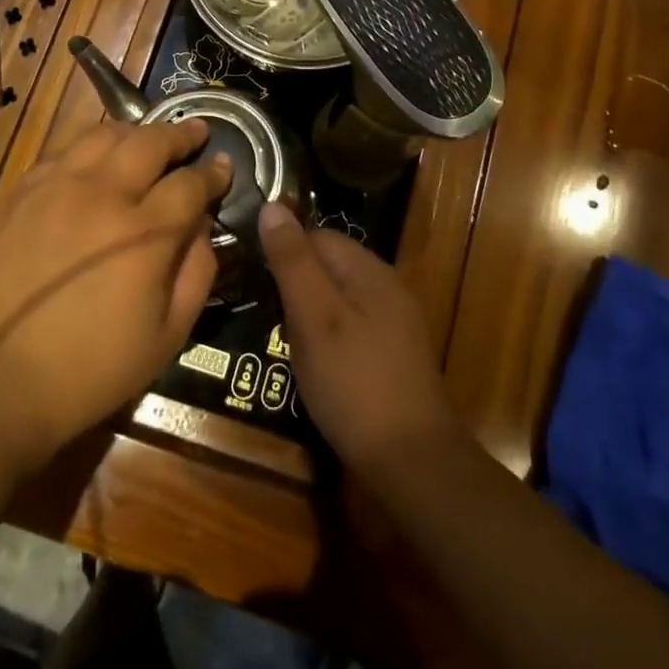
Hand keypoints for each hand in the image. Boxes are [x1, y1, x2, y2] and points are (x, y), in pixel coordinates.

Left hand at [0, 119, 230, 472]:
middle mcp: (103, 195)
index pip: (191, 184)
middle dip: (181, 134)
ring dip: (135, 132)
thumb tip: (202, 225)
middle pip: (150, 142)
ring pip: (104, 134)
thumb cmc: (90, 369)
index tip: (224, 166)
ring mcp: (56, 187)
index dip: (213, 173)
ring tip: (147, 139)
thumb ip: (197, 272)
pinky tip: (95, 159)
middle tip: (196, 132)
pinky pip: (62, 150)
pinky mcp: (21, 192)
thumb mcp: (168, 336)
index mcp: (144, 233)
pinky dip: (89, 146)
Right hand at [257, 204, 461, 480]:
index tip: (257, 281)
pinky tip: (317, 367)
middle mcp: (388, 288)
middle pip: (330, 267)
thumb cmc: (354, 382)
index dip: (285, 253)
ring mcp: (396, 325)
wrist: (412, 462)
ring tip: (284, 344)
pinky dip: (329, 340)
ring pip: (340, 300)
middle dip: (296, 286)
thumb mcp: (314, 317)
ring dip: (311, 316)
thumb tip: (272, 205)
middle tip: (269, 319)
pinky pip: (353, 330)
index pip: (319, 237)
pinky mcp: (395, 357)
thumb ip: (293, 261)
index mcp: (370, 271)